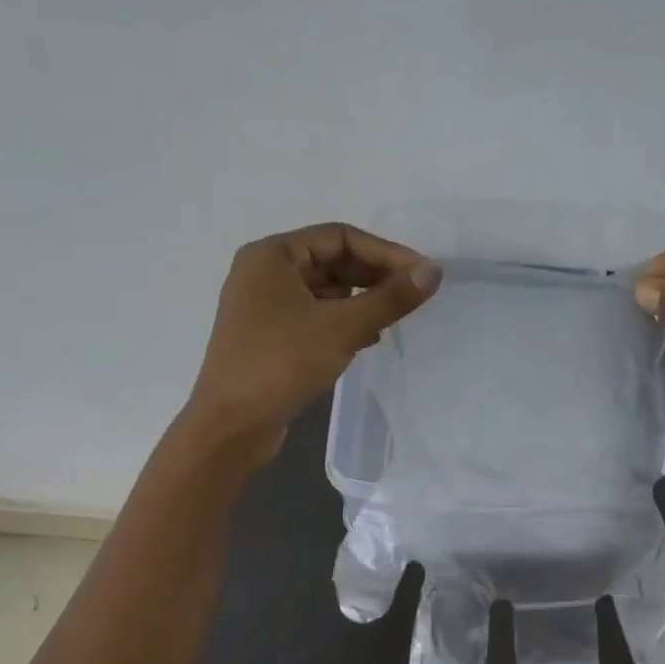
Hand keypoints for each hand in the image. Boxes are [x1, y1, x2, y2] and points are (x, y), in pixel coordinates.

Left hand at [183, 223, 441, 463]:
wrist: (231, 426)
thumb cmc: (281, 364)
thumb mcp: (342, 328)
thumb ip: (390, 298)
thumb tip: (433, 272)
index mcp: (272, 256)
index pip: (340, 237)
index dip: (385, 252)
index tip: (422, 274)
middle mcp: (263, 273)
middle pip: (331, 261)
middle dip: (374, 276)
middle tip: (413, 296)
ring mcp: (263, 307)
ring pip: (324, 291)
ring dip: (361, 300)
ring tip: (394, 318)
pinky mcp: (268, 337)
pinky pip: (314, 316)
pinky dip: (342, 322)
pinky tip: (367, 339)